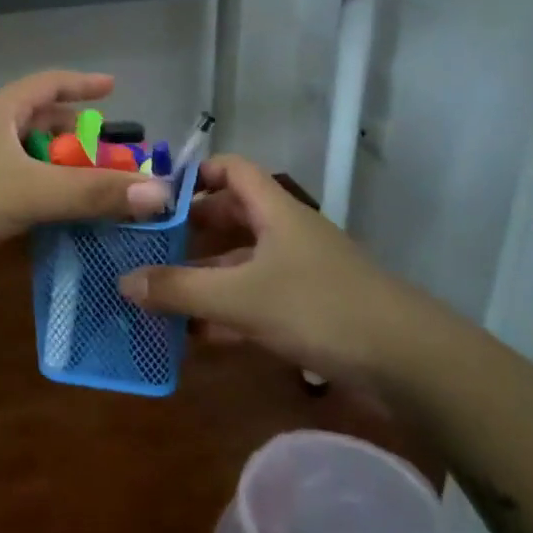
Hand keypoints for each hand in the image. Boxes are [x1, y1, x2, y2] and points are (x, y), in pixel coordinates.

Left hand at [0, 70, 170, 267]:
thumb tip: (160, 193)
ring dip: (61, 174)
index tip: (113, 87)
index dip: (81, 83)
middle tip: (115, 160)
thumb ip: (90, 193)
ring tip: (95, 193)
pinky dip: (38, 201)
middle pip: (41, 124)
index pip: (48, 83)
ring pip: (27, 162)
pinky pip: (12, 192)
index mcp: (1, 113)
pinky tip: (55, 223)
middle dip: (79, 138)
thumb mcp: (27, 191)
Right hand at [118, 155, 434, 382]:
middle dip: (189, 232)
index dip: (194, 174)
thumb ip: (180, 290)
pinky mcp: (308, 310)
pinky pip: (255, 300)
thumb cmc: (320, 308)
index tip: (154, 196)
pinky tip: (195, 336)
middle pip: (230, 218)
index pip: (231, 169)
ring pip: (240, 264)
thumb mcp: (242, 298)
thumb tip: (123, 281)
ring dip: (203, 277)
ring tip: (158, 294)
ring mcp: (298, 273)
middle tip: (145, 248)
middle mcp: (285, 233)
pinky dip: (226, 312)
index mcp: (274, 210)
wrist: (409, 363)